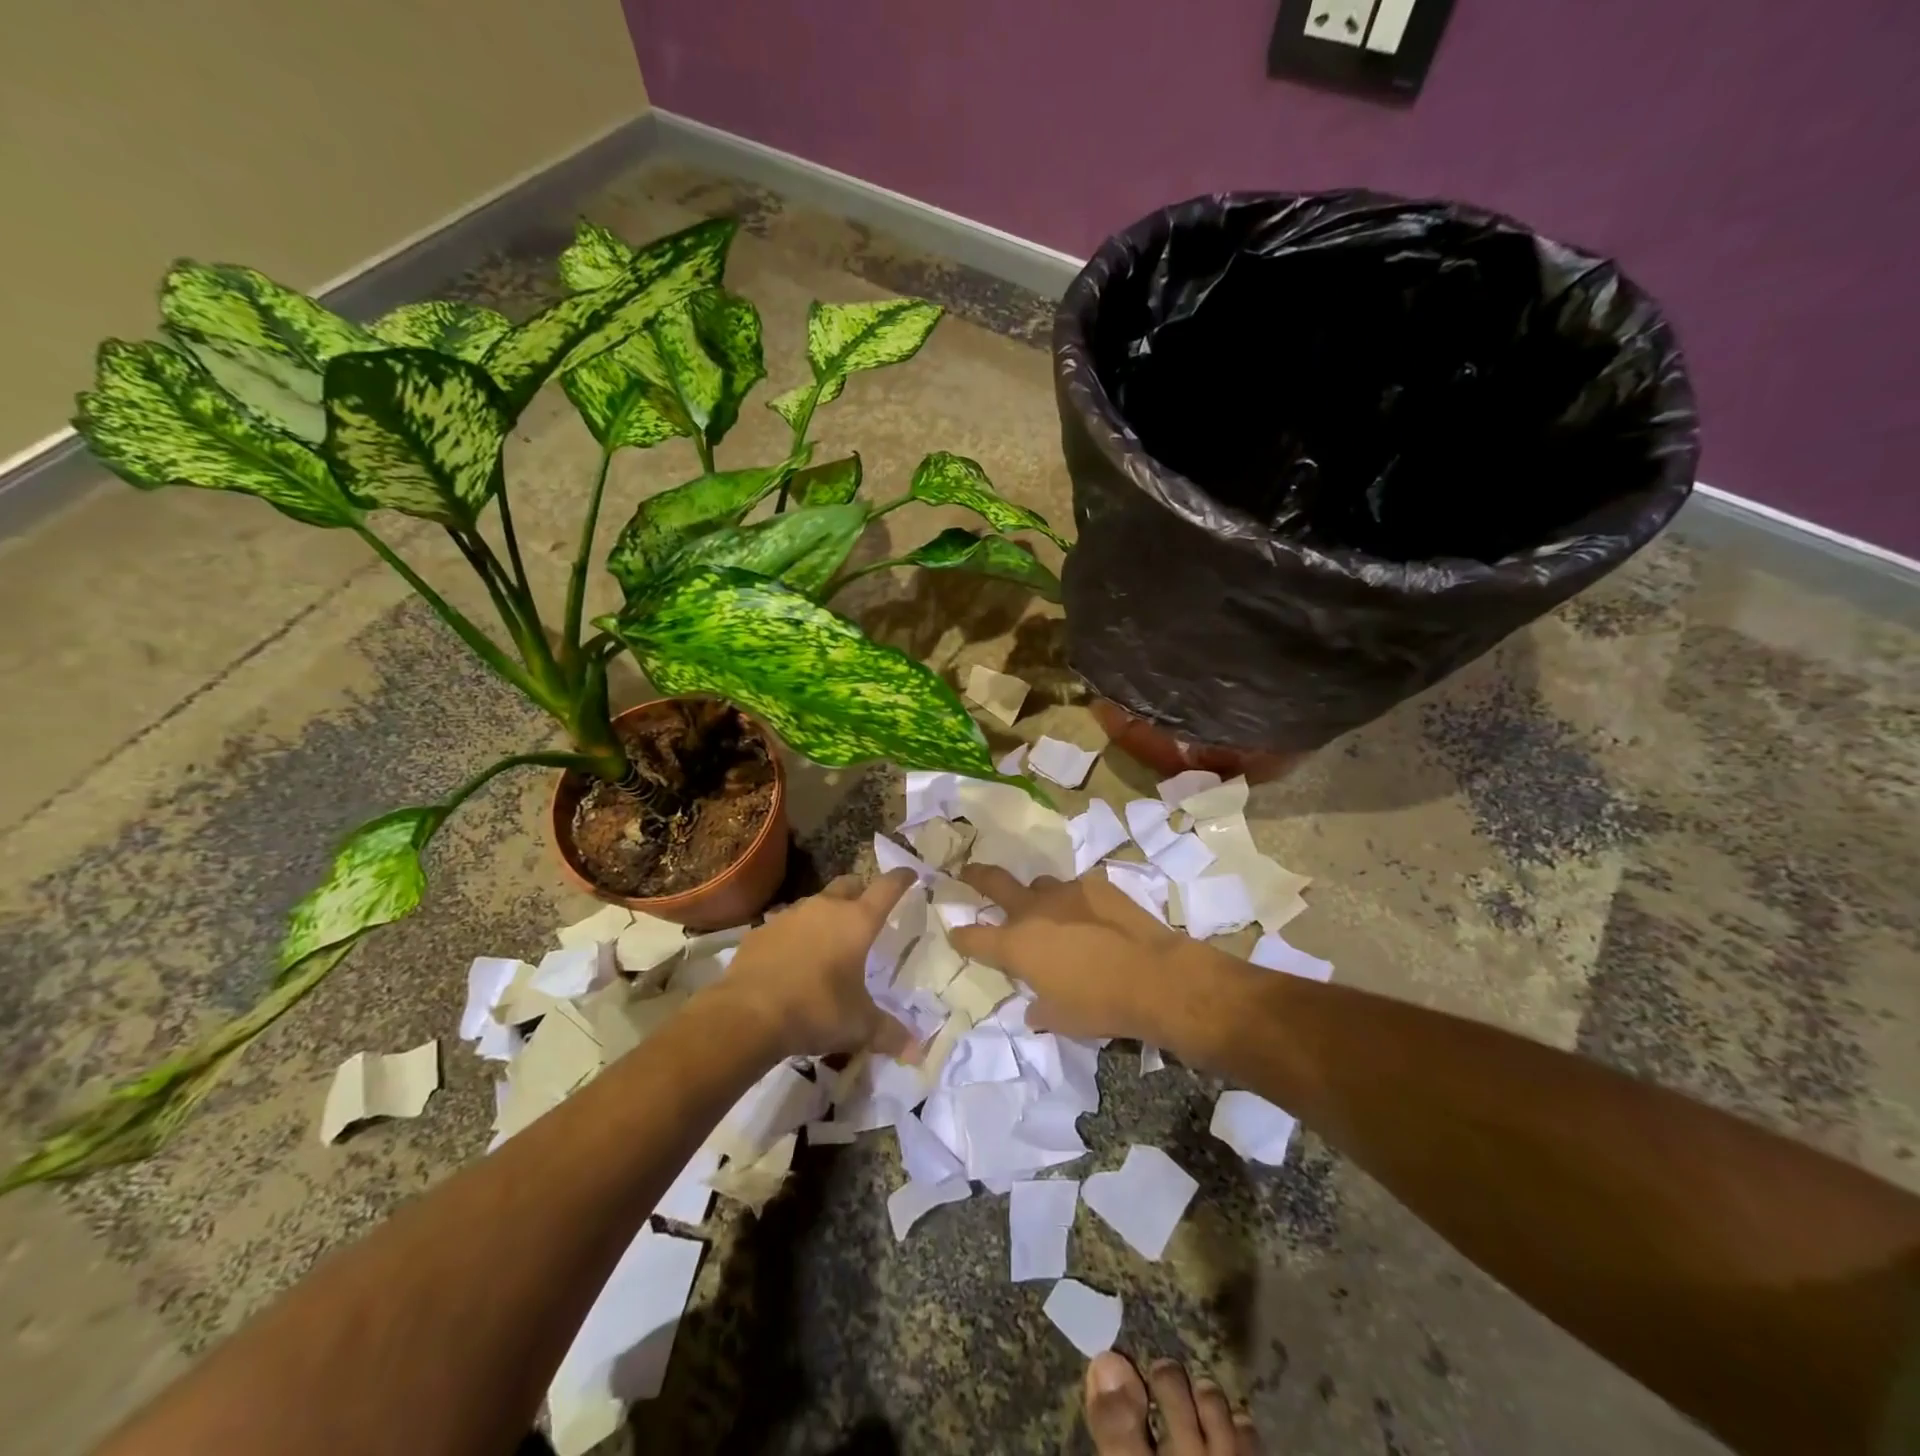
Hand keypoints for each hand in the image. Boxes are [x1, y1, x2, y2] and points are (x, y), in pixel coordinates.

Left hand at [716, 869, 918, 1060]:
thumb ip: (889, 1033)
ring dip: (826, 914)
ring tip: (829, 940)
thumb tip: (916, 1052)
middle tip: (867, 909)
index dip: (901, 879)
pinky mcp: (760, 931)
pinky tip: (792, 960)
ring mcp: (789, 916)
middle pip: (848, 883)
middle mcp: (825, 908)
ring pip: (815, 903)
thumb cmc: (816, 1010)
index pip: (887, 888)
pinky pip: (785, 925)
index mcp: (857, 922)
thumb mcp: (858, 1026)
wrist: (747, 1015)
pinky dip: (795, 935)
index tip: (910, 875)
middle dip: (861, 891)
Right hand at [951, 864, 1251, 1049]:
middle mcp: (1033, 910)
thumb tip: (1033, 1007)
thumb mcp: (1060, 1019)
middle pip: (994, 882)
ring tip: (1046, 909)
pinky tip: (1090, 917)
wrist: (1153, 977)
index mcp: (1016, 945)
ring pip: (1039, 884)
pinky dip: (1075, 902)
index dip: (961, 936)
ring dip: (1036, 896)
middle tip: (966, 873)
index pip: (974, 938)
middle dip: (976, 877)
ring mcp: (1066, 892)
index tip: (955, 932)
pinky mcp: (1096, 885)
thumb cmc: (1099, 1005)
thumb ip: (1039, 1009)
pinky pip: (1076, 889)